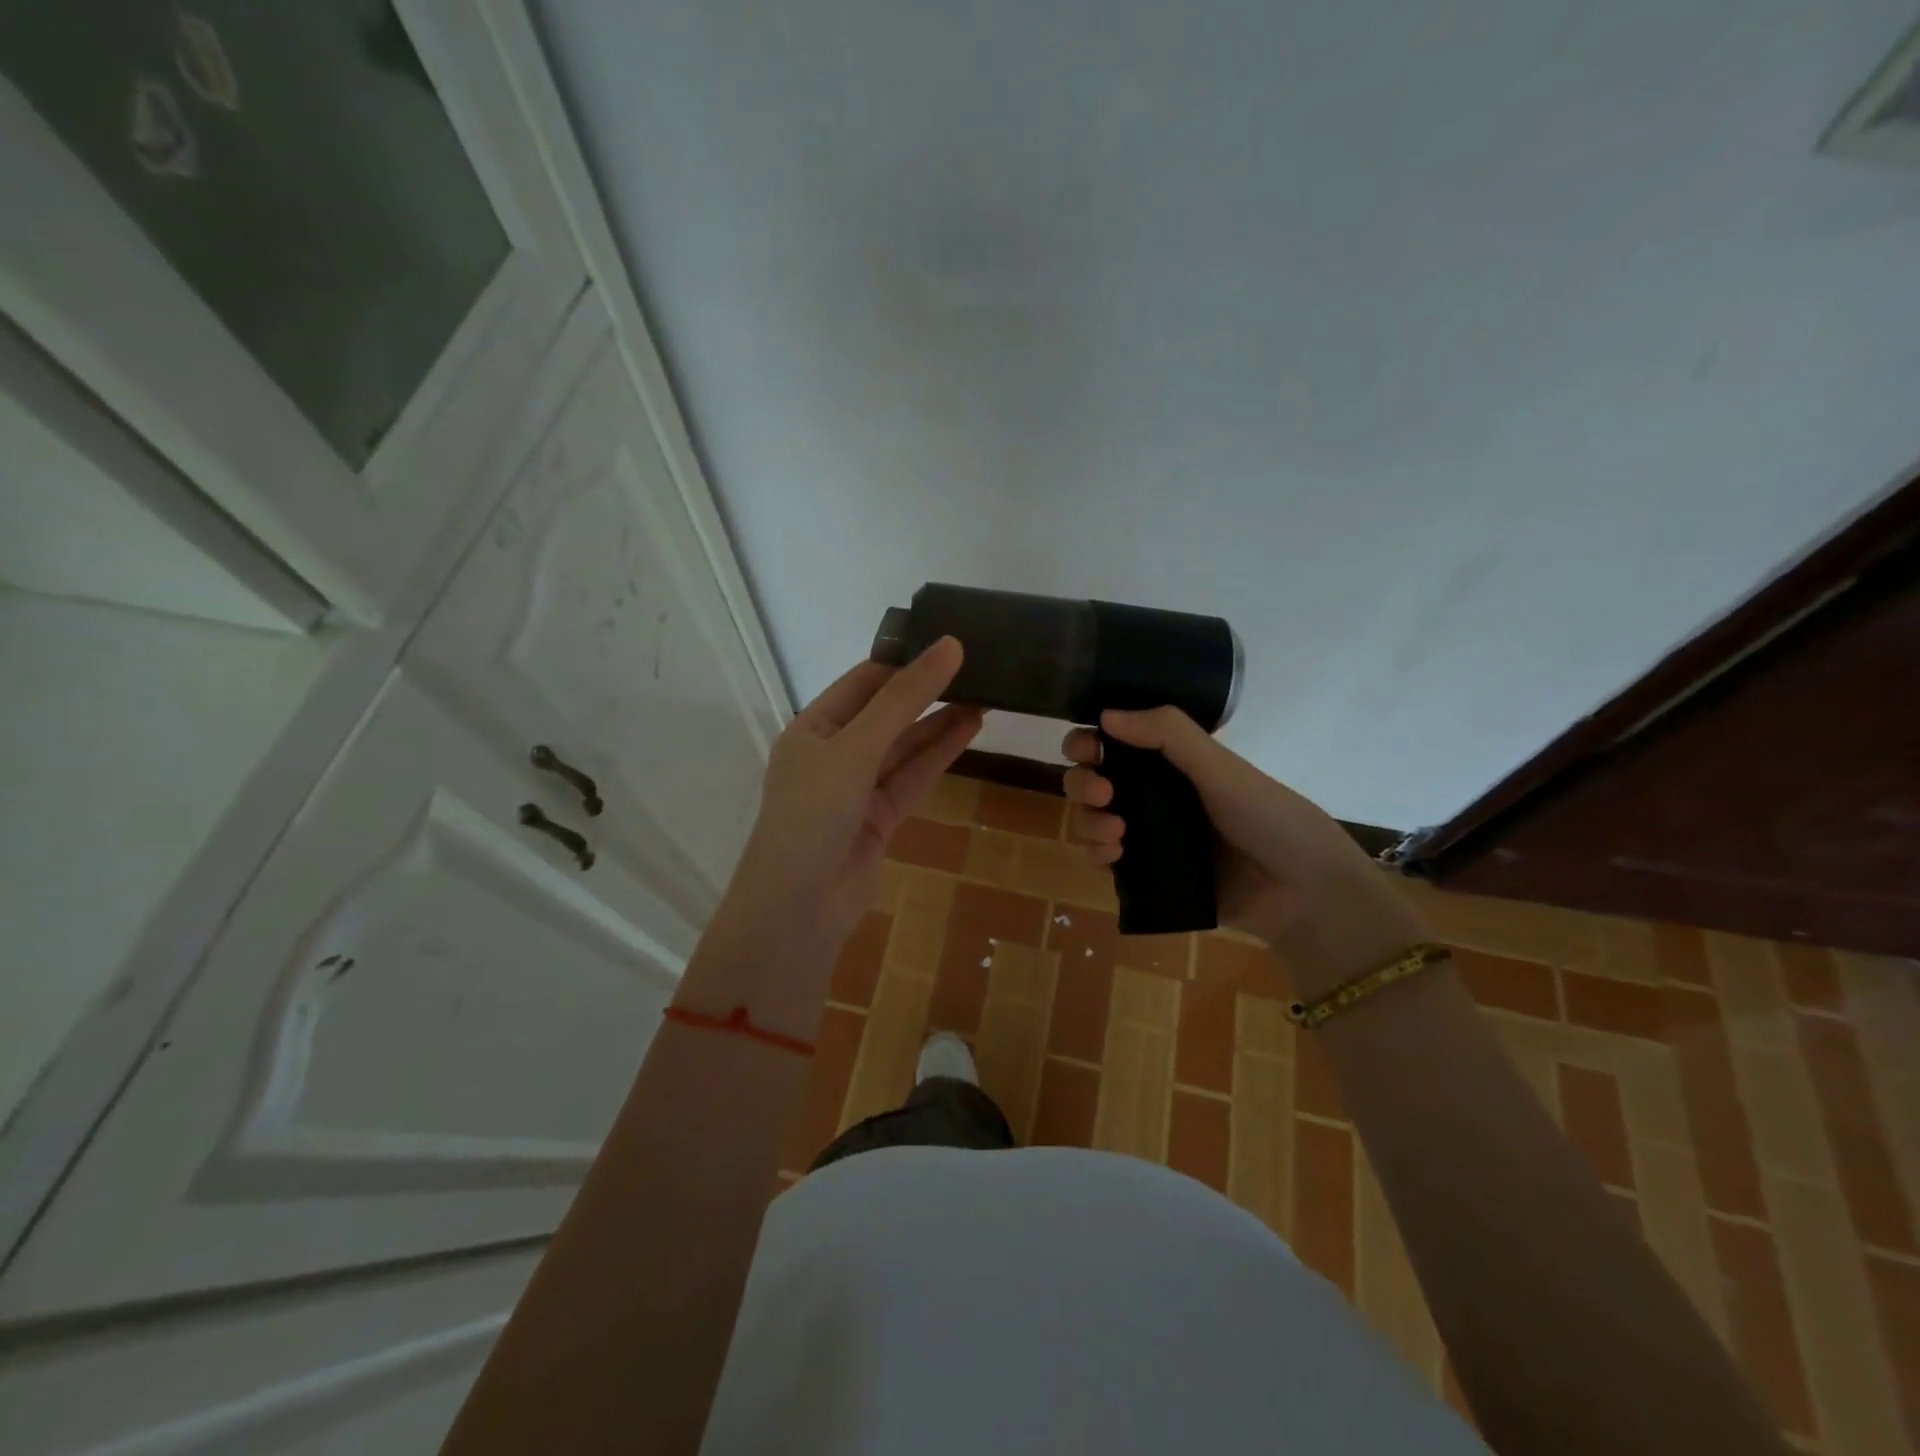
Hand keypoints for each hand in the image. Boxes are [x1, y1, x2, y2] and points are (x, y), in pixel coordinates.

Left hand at [729, 637, 981, 949]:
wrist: (799, 908)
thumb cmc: (814, 813)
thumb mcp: (856, 747)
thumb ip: (904, 699)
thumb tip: (949, 645)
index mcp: (812, 728)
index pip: (863, 682)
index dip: (904, 663)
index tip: (948, 645)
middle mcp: (833, 753)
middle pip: (886, 714)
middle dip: (927, 694)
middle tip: (977, 670)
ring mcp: (856, 789)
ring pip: (904, 748)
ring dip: (939, 723)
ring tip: (985, 696)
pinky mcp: (880, 819)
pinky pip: (912, 778)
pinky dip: (938, 755)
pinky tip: (969, 729)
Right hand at [1062, 708, 1426, 996]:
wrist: (1301, 890)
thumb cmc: (1267, 816)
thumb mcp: (1220, 767)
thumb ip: (1168, 735)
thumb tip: (1106, 714)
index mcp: (1170, 762)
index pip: (1114, 742)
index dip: (1090, 741)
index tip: (1088, 749)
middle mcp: (1153, 794)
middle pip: (1092, 780)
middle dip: (1083, 783)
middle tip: (1102, 793)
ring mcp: (1148, 835)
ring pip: (1092, 820)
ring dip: (1088, 821)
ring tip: (1115, 832)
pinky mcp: (1147, 874)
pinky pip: (1104, 859)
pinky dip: (1098, 853)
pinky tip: (1114, 855)